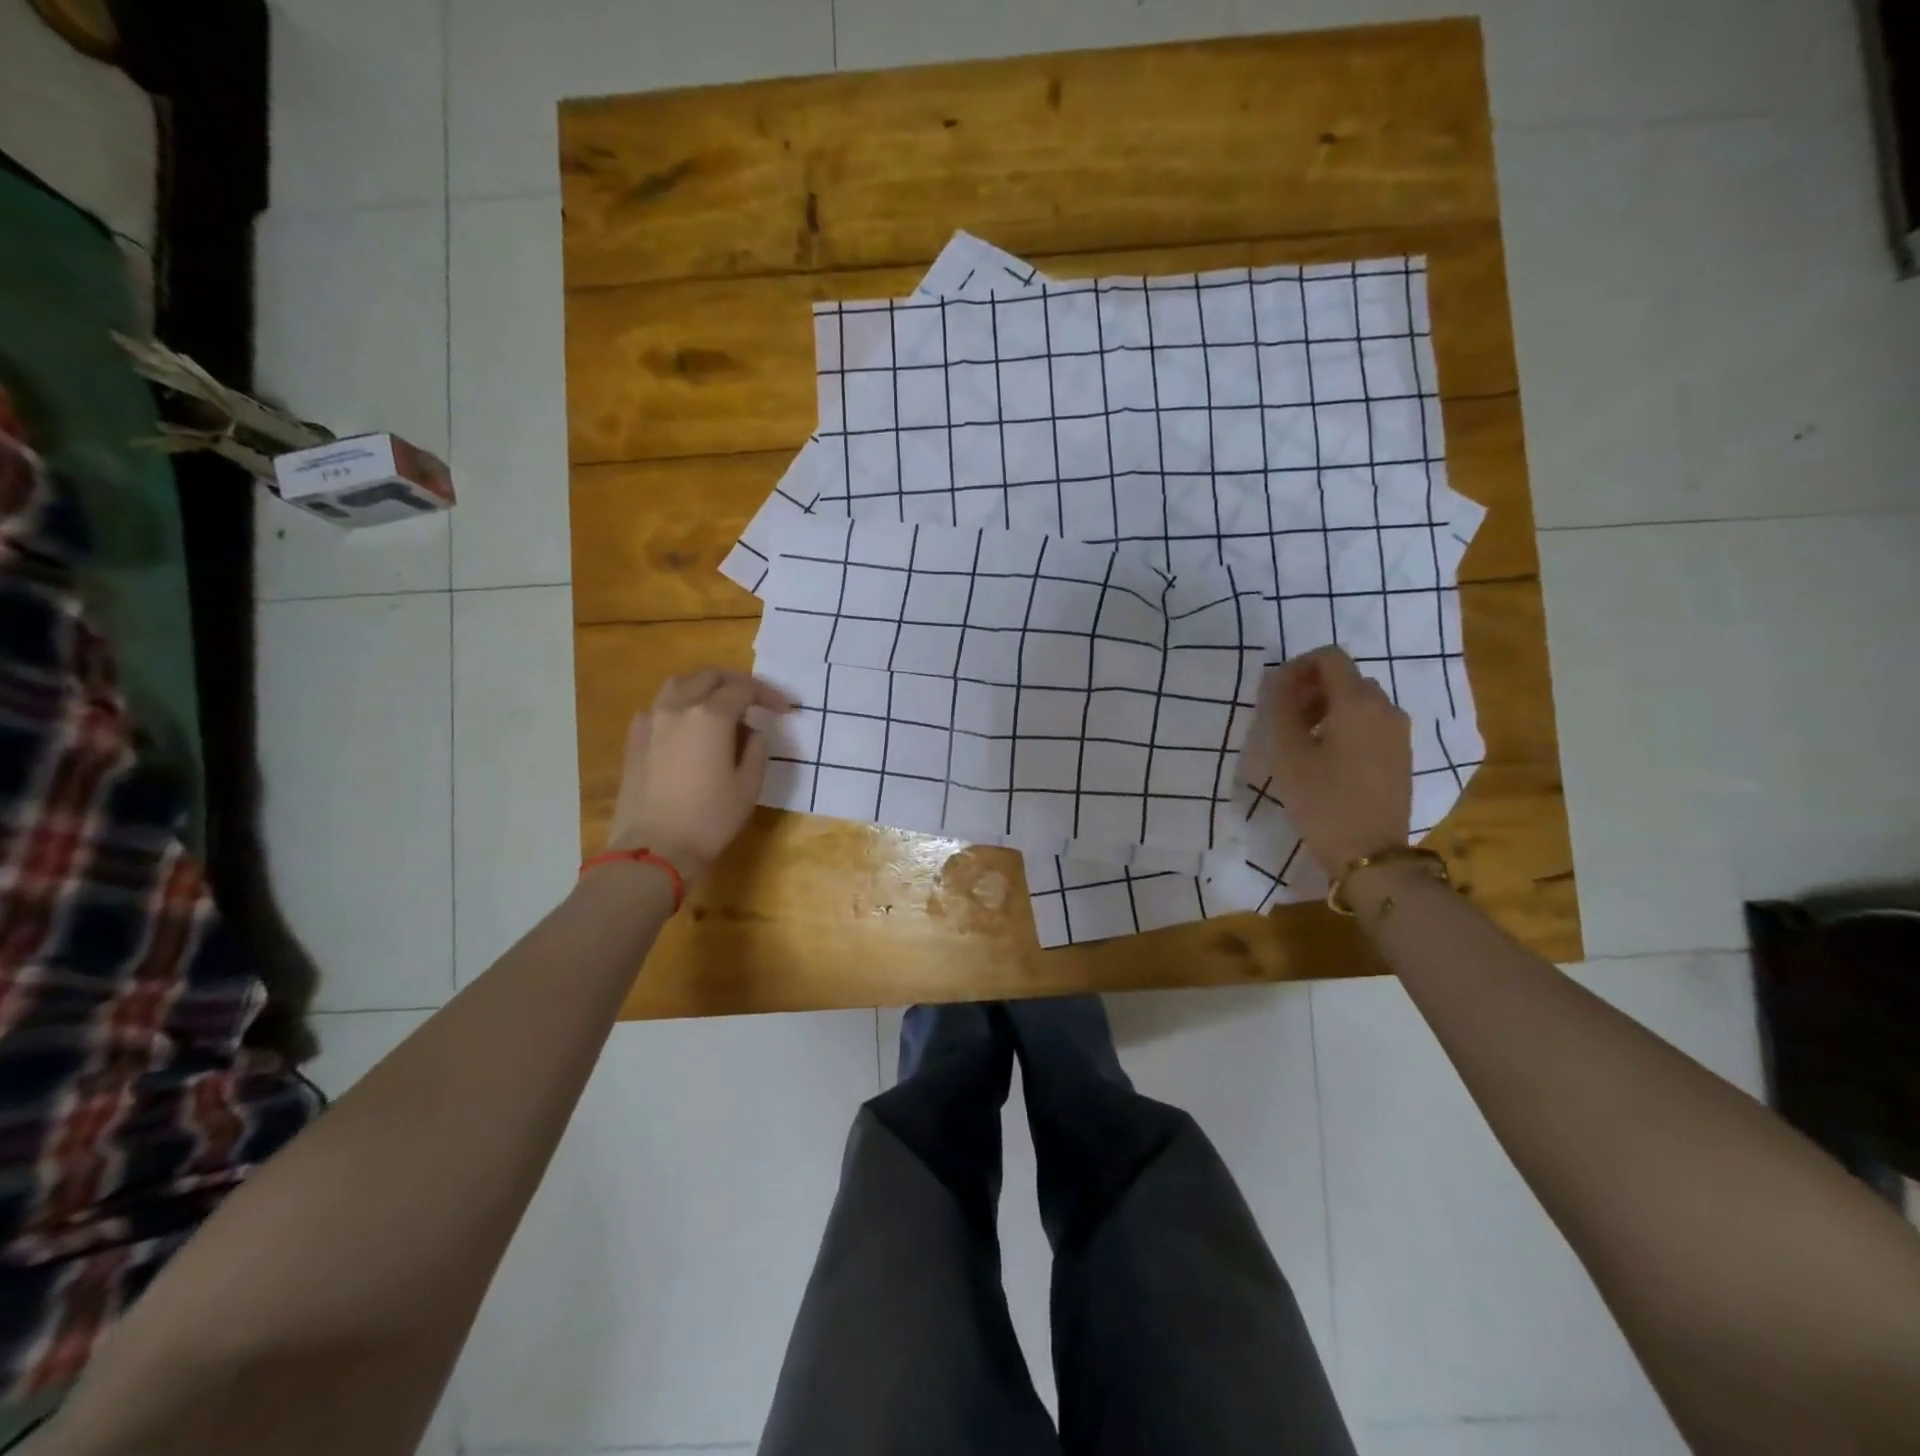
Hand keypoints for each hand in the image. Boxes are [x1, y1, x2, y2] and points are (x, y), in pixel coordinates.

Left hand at [604, 668, 792, 882]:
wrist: (654, 849)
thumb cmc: (710, 819)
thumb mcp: (749, 785)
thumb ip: (755, 748)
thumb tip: (749, 732)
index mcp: (711, 716)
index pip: (744, 689)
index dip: (768, 695)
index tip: (785, 710)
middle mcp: (678, 707)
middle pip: (709, 676)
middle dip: (737, 682)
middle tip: (756, 700)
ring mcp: (651, 720)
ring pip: (679, 684)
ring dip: (705, 687)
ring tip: (721, 706)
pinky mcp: (635, 738)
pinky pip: (659, 707)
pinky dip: (680, 706)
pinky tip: (688, 727)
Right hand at [1264, 646, 1411, 871]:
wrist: (1370, 854)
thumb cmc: (1322, 801)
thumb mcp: (1287, 754)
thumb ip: (1279, 707)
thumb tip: (1279, 678)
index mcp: (1358, 702)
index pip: (1329, 657)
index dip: (1298, 666)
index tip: (1276, 695)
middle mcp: (1385, 707)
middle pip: (1345, 677)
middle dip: (1311, 689)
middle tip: (1283, 720)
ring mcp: (1398, 732)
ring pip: (1359, 701)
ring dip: (1327, 708)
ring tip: (1301, 741)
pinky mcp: (1401, 754)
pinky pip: (1371, 723)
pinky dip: (1345, 726)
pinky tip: (1326, 758)